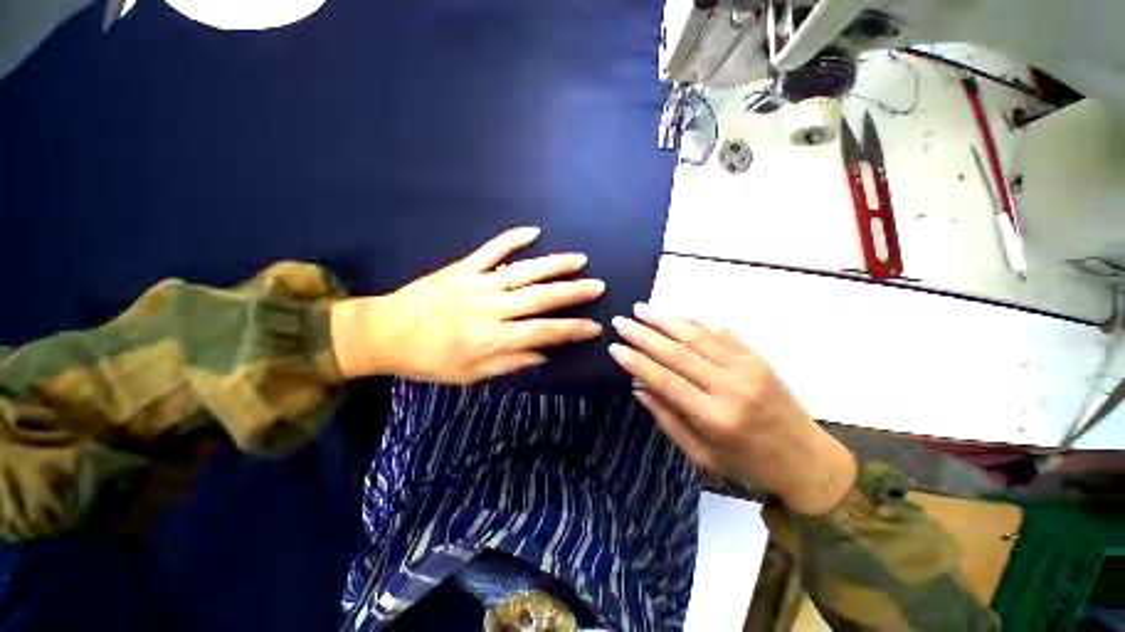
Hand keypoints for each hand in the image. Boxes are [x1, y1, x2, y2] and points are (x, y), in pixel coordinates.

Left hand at [331, 227, 604, 383]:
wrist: (384, 333)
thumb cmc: (428, 360)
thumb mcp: (469, 375)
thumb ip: (509, 363)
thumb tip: (543, 354)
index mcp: (491, 338)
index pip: (543, 332)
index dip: (572, 330)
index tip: (595, 327)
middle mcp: (490, 308)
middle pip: (540, 298)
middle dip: (573, 292)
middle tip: (598, 285)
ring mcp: (477, 283)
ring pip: (523, 271)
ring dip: (554, 264)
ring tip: (579, 259)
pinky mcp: (463, 267)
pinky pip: (491, 250)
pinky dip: (512, 238)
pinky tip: (533, 230)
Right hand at [609, 304, 855, 514]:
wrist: (805, 458)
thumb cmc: (747, 463)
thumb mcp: (701, 455)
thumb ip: (667, 419)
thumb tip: (638, 387)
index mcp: (714, 418)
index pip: (665, 381)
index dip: (636, 362)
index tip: (615, 347)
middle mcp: (729, 387)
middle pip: (677, 352)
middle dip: (643, 335)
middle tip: (620, 321)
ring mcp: (746, 367)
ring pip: (697, 335)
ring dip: (665, 319)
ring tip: (641, 308)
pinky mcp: (757, 356)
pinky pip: (721, 330)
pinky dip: (695, 319)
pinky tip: (676, 313)